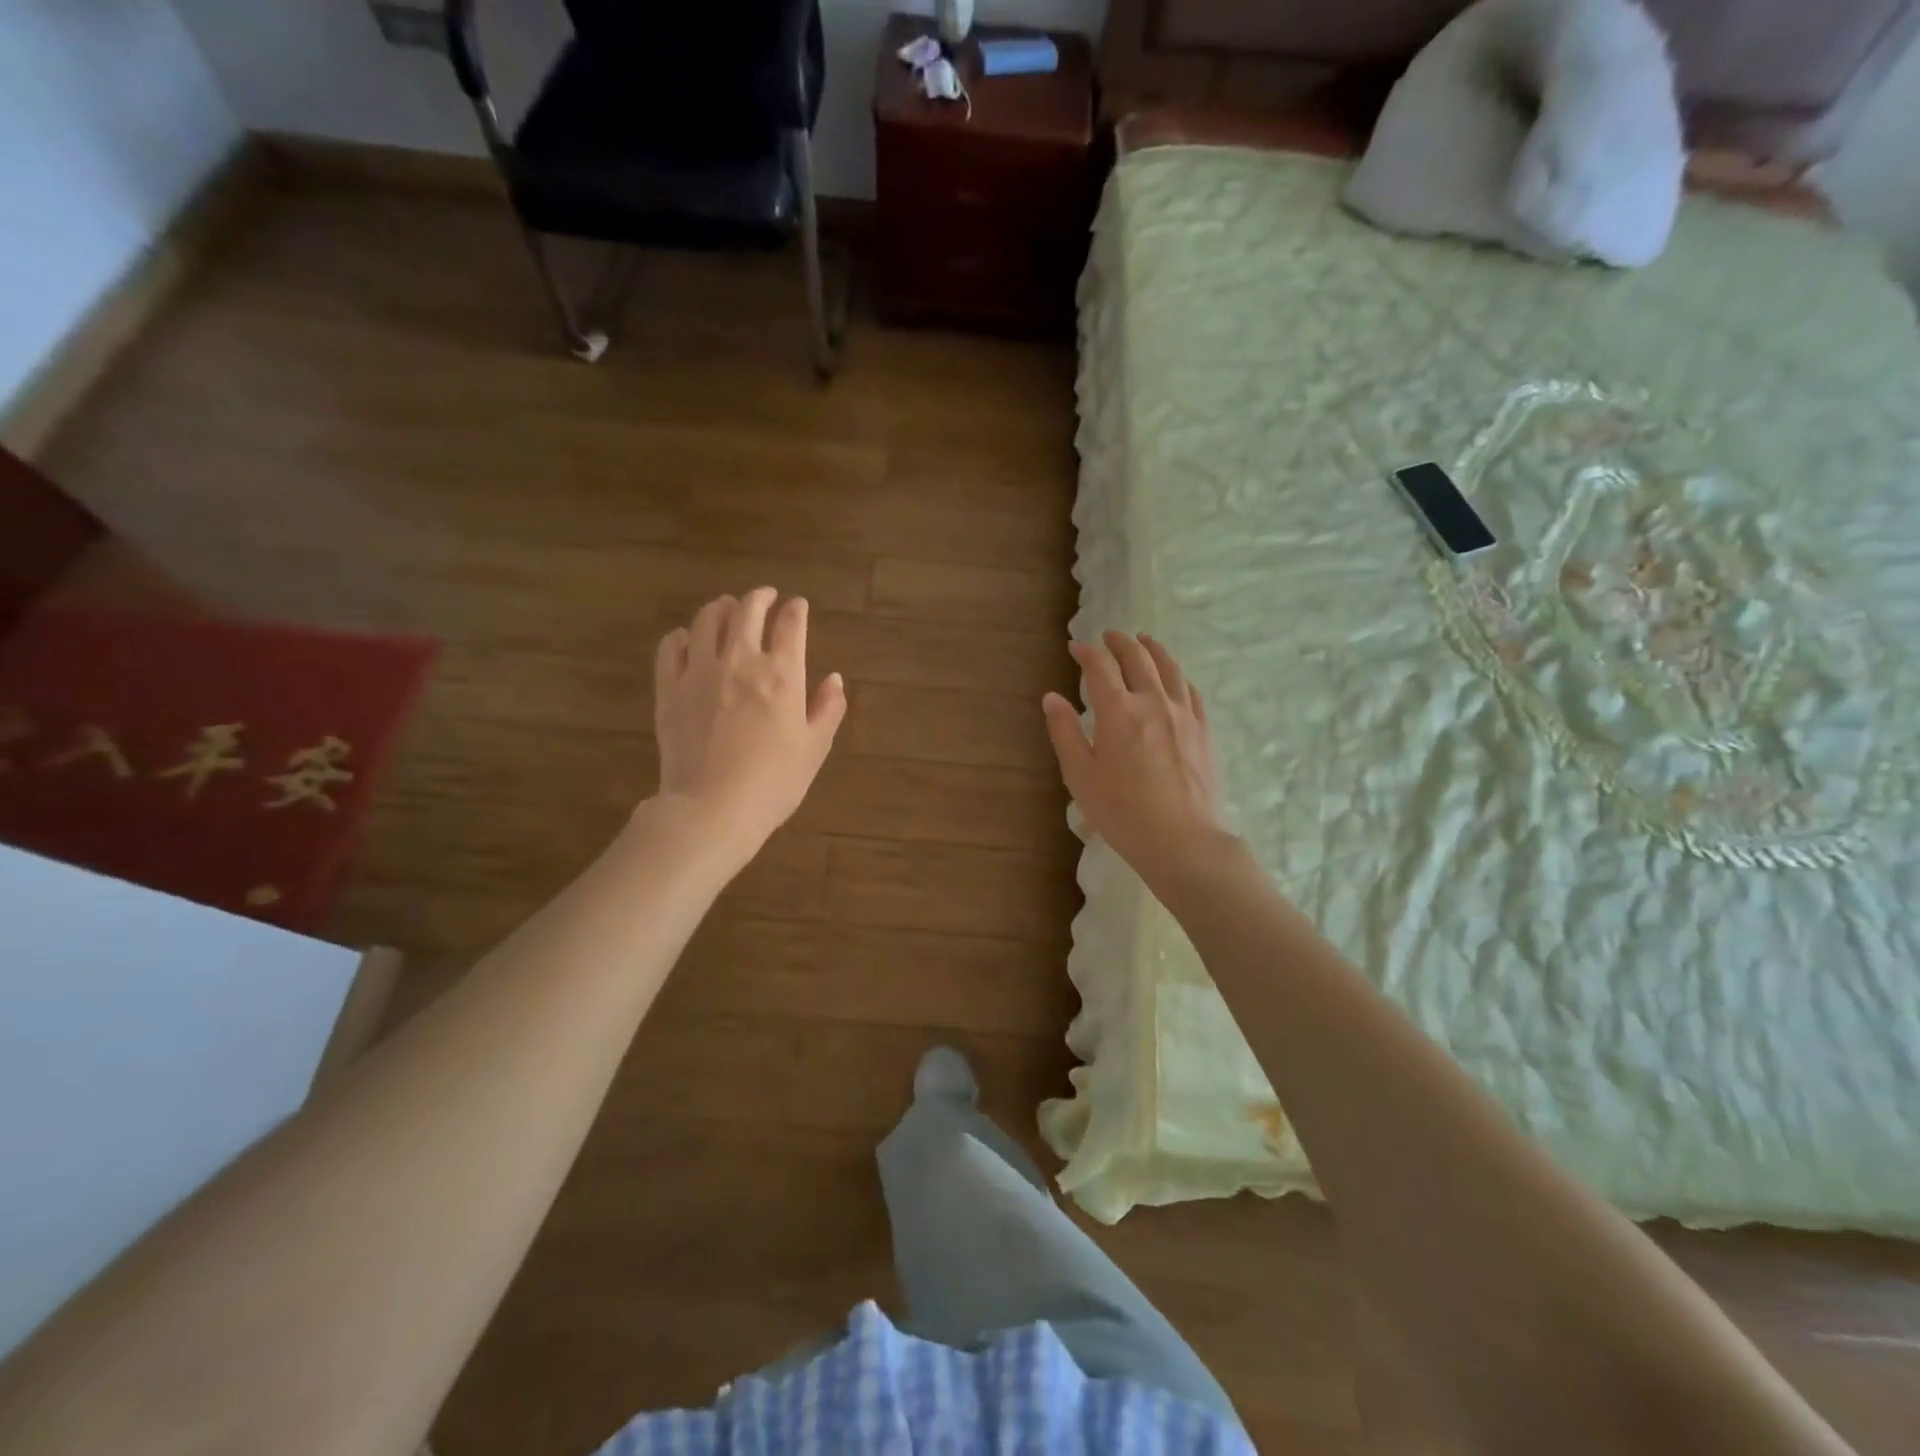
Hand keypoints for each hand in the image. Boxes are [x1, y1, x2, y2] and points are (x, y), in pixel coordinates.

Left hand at [652, 588, 845, 860]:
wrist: (712, 809)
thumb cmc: (773, 783)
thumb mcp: (814, 749)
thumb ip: (827, 709)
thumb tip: (834, 679)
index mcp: (782, 674)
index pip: (790, 625)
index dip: (796, 610)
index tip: (798, 605)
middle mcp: (741, 661)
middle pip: (747, 610)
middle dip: (760, 597)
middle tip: (766, 596)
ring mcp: (700, 672)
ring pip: (707, 620)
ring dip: (721, 607)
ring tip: (727, 608)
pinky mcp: (669, 689)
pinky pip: (671, 648)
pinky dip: (682, 635)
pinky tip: (687, 638)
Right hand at [1042, 632, 1230, 886]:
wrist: (1182, 840)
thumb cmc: (1121, 811)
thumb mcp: (1080, 775)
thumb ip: (1064, 732)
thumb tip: (1052, 697)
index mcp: (1118, 710)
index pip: (1100, 668)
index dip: (1086, 653)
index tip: (1075, 648)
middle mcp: (1153, 701)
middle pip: (1138, 658)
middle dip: (1120, 642)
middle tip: (1108, 636)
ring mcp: (1184, 714)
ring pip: (1169, 668)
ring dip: (1153, 649)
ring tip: (1144, 640)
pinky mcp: (1203, 730)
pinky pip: (1191, 691)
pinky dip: (1178, 675)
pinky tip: (1174, 678)